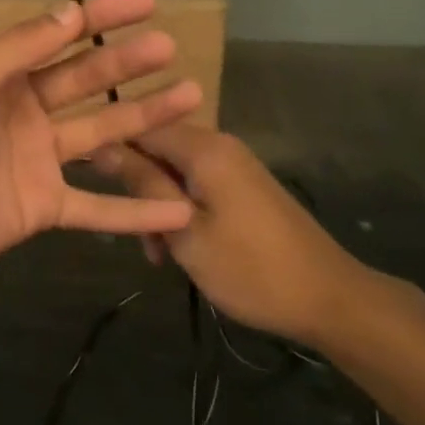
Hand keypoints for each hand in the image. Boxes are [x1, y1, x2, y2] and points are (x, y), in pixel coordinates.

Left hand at [0, 0, 202, 287]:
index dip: (102, 14)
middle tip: (170, 46)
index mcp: (0, 70)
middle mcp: (23, 107)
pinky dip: (135, 210)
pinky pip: (96, 207)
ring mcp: (36, 158)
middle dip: (127, 61)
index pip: (60, 32)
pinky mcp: (41, 206)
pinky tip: (179, 207)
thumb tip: (71, 9)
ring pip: (102, 133)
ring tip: (190, 98)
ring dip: (143, 118)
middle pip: (86, 79)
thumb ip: (21, 48)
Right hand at [94, 127, 365, 348]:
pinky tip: (185, 248)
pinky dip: (183, 209)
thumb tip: (101, 147)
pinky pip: (198, 183)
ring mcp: (234, 164)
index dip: (112, 152)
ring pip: (175, 171)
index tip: (95, 187)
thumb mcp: (185, 231)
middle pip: (157, 149)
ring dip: (159, 206)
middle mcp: (218, 144)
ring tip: (162, 255)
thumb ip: (143, 185)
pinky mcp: (244, 185)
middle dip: (139, 189)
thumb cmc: (250, 268)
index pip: (139, 126)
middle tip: (140, 241)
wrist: (329, 297)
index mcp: (203, 147)